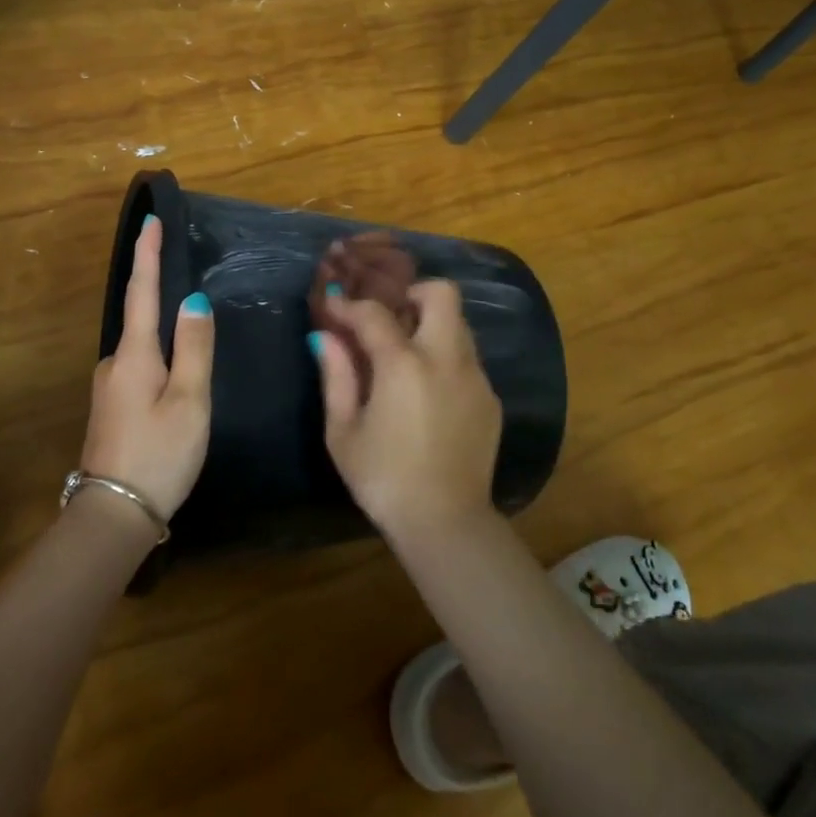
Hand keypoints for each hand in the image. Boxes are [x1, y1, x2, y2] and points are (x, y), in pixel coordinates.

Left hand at [82, 215, 213, 524]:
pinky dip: (158, 360)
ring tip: (192, 339)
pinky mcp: (112, 409)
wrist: (114, 516)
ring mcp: (109, 387)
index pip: (142, 290)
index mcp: (133, 354)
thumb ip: (194, 348)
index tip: (150, 219)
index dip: (147, 254)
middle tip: (189, 284)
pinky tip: (176, 379)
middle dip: (159, 295)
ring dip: (162, 336)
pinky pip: (139, 369)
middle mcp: (114, 362)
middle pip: (141, 318)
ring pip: (143, 349)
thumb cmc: (159, 454)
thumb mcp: (189, 400)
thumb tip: (192, 301)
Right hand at [311, 280, 502, 543]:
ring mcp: (475, 377)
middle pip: (441, 294)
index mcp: (405, 365)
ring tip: (405, 354)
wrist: (445, 523)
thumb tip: (325, 337)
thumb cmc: (384, 478)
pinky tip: (428, 392)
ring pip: (459, 325)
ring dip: (431, 325)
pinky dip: (445, 358)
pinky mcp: (490, 399)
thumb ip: (335, 376)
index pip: (375, 313)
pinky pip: (467, 360)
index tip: (334, 307)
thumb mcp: (344, 431)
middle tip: (389, 316)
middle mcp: (447, 359)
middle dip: (412, 293)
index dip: (350, 306)